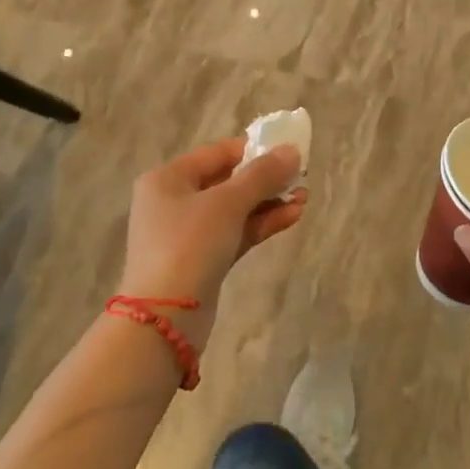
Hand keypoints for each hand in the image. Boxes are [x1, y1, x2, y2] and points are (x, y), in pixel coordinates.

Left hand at [117, 137, 305, 351]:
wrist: (165, 319)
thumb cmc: (190, 244)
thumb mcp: (228, 203)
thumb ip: (262, 175)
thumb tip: (292, 150)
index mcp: (168, 178)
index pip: (217, 153)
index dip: (253, 150)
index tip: (288, 152)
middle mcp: (173, 201)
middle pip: (227, 181)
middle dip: (265, 179)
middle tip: (301, 178)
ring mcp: (186, 233)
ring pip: (234, 209)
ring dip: (268, 202)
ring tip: (304, 198)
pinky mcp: (201, 260)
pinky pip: (234, 233)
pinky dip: (260, 224)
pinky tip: (292, 217)